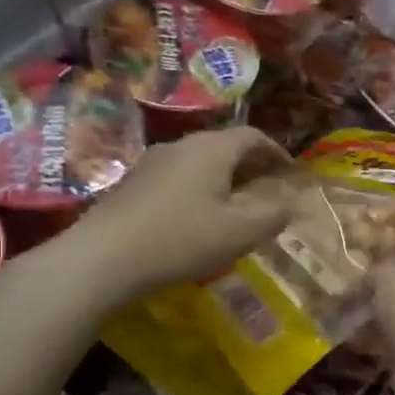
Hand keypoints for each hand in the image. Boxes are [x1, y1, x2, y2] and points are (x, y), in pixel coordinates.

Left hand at [60, 127, 292, 305]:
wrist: (103, 258)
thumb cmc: (182, 238)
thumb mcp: (241, 231)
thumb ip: (273, 214)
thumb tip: (290, 203)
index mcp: (211, 149)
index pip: (253, 136)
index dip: (277, 152)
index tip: (291, 173)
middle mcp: (181, 146)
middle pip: (224, 146)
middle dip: (251, 165)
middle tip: (269, 190)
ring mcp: (152, 163)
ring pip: (199, 162)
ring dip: (224, 179)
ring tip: (237, 206)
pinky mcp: (133, 185)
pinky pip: (178, 178)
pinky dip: (200, 190)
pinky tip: (199, 219)